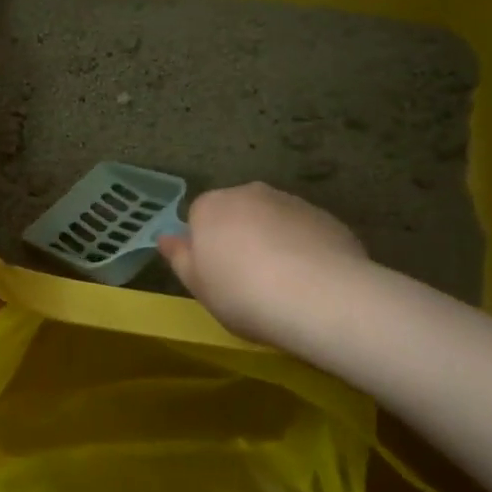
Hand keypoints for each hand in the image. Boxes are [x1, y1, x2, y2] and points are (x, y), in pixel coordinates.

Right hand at [159, 184, 369, 343]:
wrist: (320, 298)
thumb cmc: (243, 294)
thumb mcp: (199, 286)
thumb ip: (179, 258)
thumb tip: (165, 237)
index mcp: (211, 206)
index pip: (199, 216)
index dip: (206, 246)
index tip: (216, 275)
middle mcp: (249, 193)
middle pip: (237, 212)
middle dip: (240, 237)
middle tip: (248, 279)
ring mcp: (291, 202)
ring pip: (272, 219)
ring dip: (273, 241)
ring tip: (283, 283)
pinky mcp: (326, 217)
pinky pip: (304, 231)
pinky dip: (303, 248)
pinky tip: (311, 281)